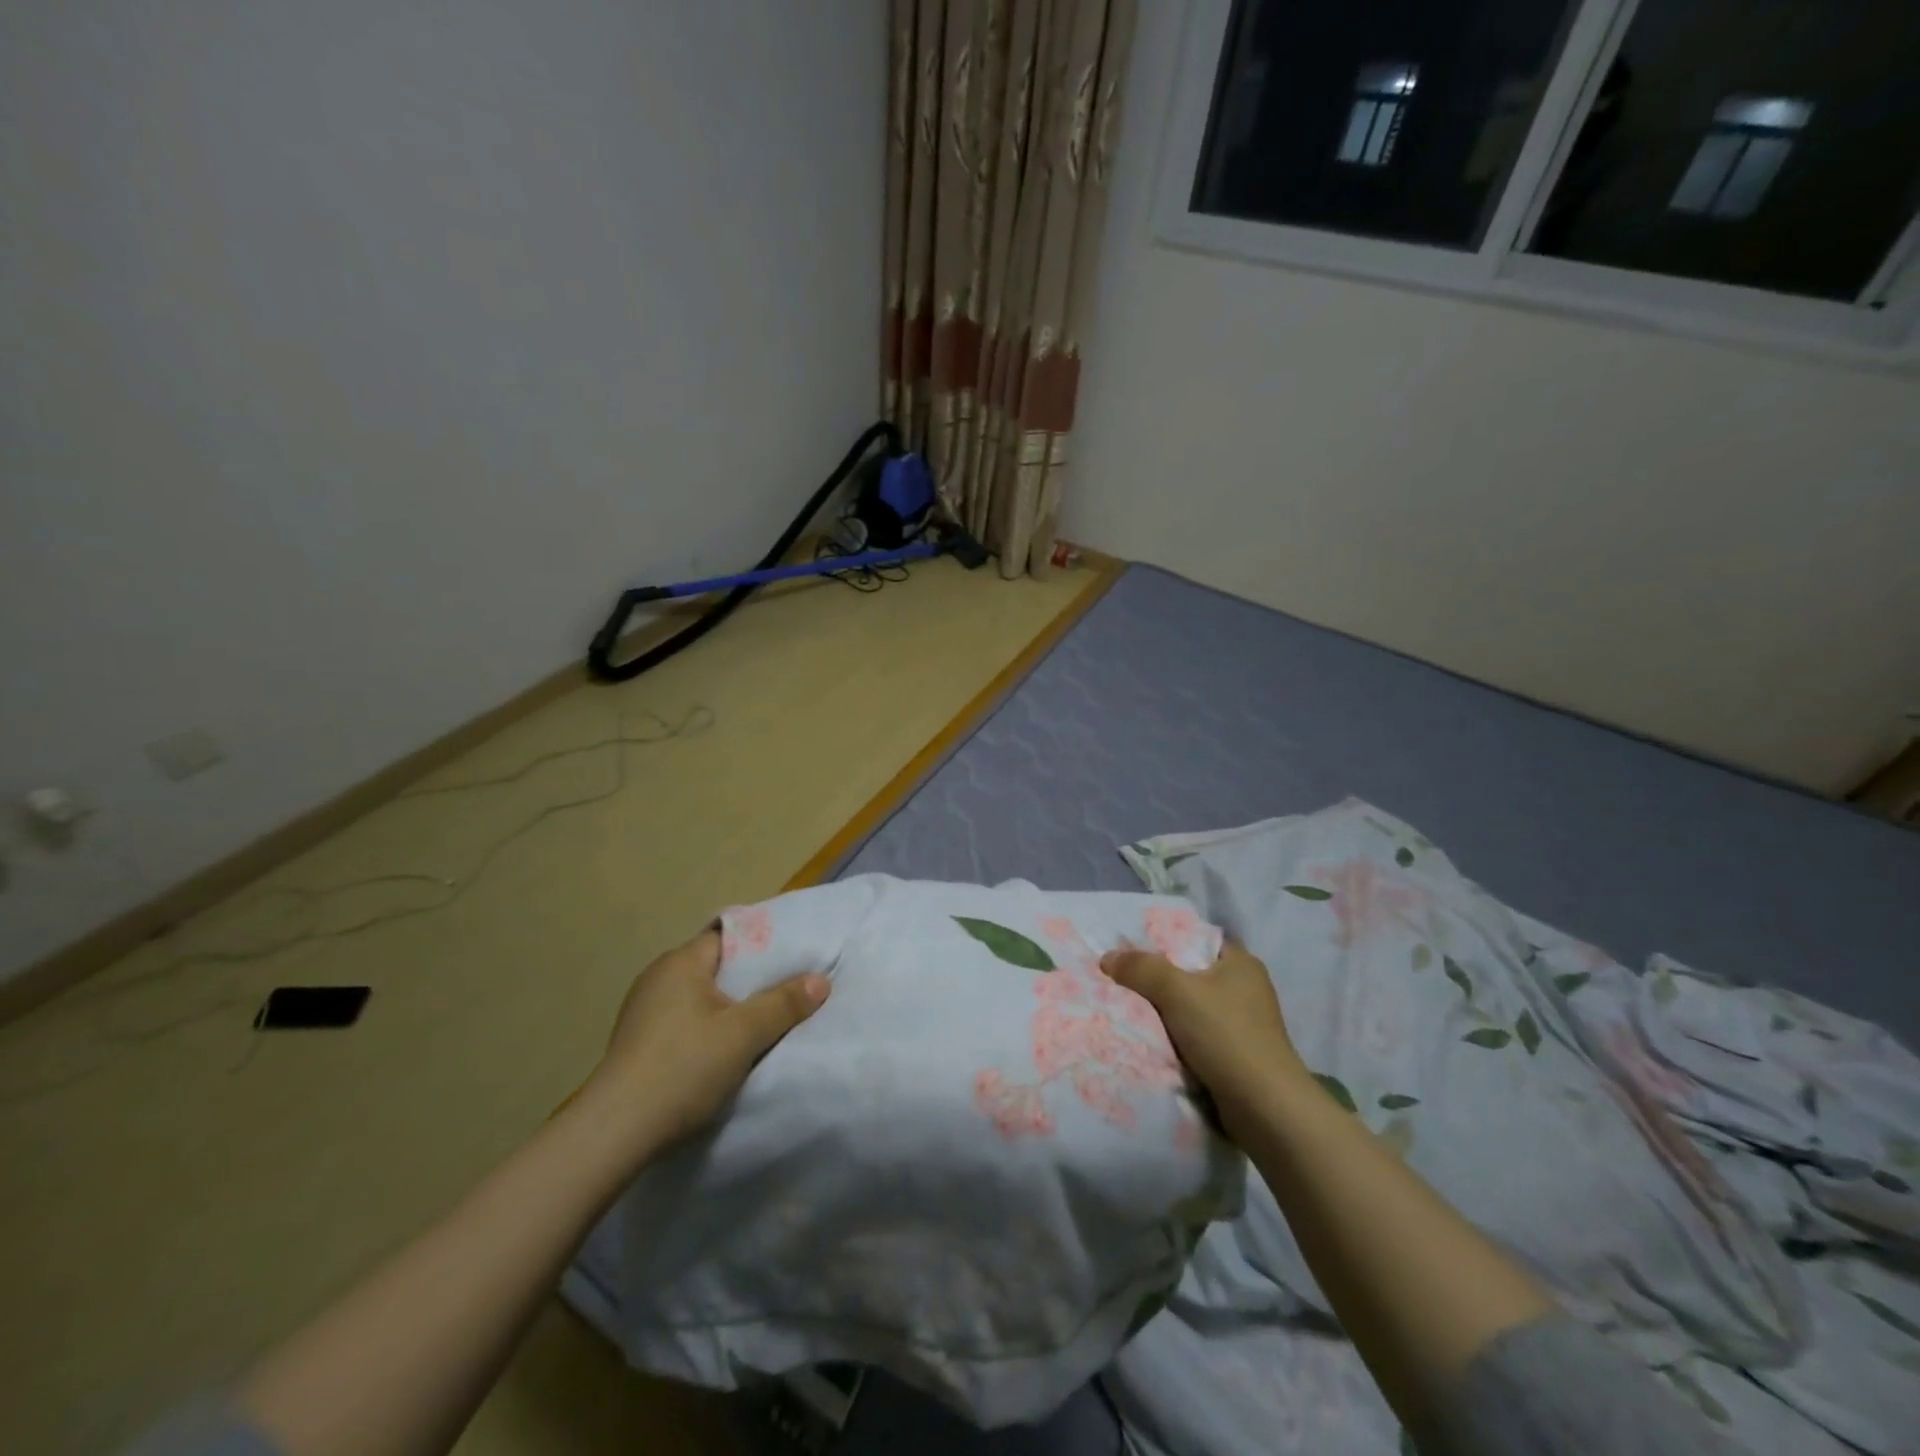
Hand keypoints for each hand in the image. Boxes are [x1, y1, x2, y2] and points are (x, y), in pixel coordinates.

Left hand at [578, 927, 829, 1159]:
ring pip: (701, 995)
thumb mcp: (744, 1034)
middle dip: (751, 978)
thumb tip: (820, 980)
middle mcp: (659, 975)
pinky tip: (725, 1048)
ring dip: (729, 1006)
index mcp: (681, 961)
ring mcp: (644, 1009)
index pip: (730, 935)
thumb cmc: (683, 1068)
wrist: (614, 1133)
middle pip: (717, 965)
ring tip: (764, 1020)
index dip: (764, 943)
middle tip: (788, 990)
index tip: (794, 957)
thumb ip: (784, 1003)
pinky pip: (685, 1019)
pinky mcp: (638, 1040)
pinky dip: (708, 1026)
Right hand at [1101, 940, 1304, 1129]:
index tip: (1135, 947)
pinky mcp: (1239, 1055)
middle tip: (1125, 978)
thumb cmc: (1225, 1035)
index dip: (1168, 940)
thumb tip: (1107, 958)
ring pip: (1194, 1007)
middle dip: (1161, 978)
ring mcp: (1245, 1024)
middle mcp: (1247, 989)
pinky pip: (1199, 1036)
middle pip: (1193, 973)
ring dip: (1168, 1012)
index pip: (1200, 939)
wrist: (1264, 1108)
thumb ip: (1141, 969)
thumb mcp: (1177, 991)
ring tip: (1131, 1009)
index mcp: (1242, 963)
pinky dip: (1178, 1037)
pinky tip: (1153, 1040)